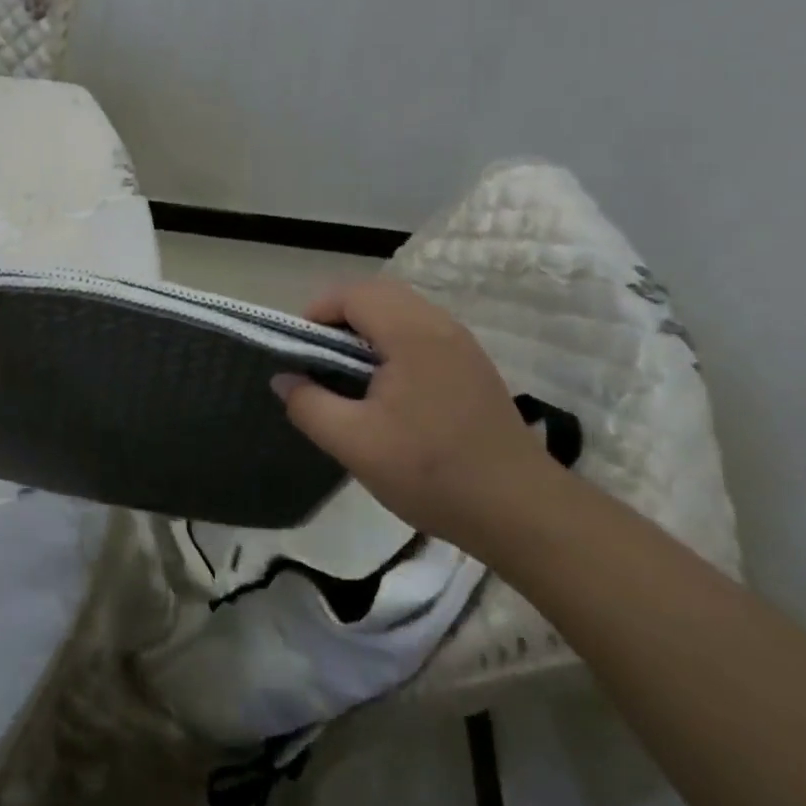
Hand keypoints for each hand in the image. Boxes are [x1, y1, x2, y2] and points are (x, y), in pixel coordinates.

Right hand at [274, 279, 547, 548]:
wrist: (521, 512)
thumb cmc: (432, 472)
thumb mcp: (354, 444)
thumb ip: (309, 405)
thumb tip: (284, 378)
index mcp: (411, 333)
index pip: (352, 293)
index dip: (317, 312)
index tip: (299, 351)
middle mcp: (439, 325)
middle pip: (377, 294)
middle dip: (339, 317)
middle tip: (319, 359)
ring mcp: (461, 344)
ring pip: (401, 312)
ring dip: (366, 330)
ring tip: (347, 374)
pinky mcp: (472, 365)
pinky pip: (420, 332)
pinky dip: (391, 343)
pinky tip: (386, 389)